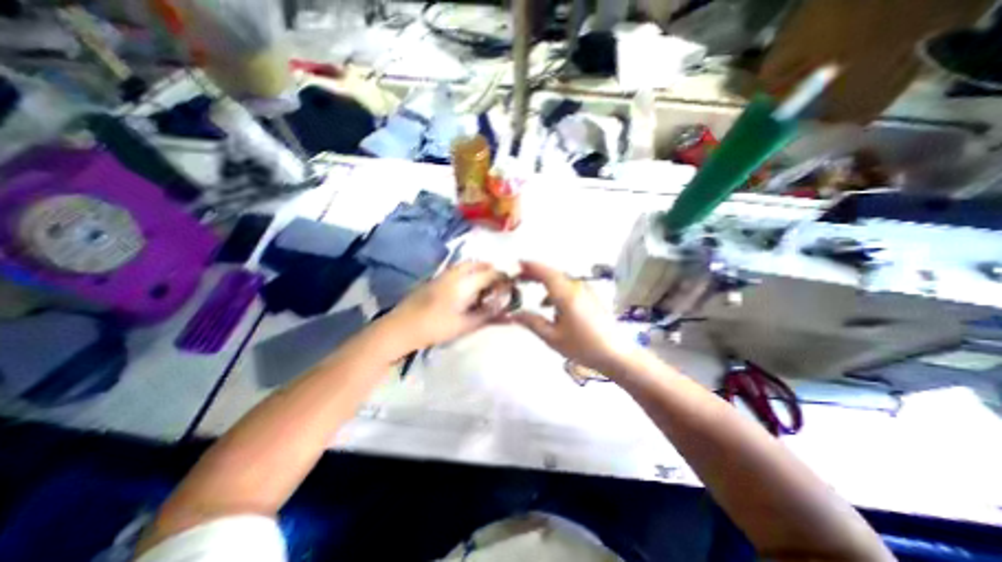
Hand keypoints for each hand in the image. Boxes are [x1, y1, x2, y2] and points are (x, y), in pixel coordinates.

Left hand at [386, 259, 505, 349]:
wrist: (400, 328)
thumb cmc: (435, 327)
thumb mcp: (464, 325)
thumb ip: (486, 316)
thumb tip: (506, 312)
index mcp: (462, 283)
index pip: (489, 273)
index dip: (502, 277)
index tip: (510, 284)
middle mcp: (453, 274)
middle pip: (476, 264)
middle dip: (489, 269)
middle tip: (498, 282)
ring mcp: (441, 276)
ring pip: (464, 266)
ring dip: (477, 270)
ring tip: (484, 285)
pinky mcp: (433, 281)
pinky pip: (455, 271)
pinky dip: (465, 274)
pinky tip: (466, 289)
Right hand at [509, 262, 632, 375]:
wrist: (616, 354)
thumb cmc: (583, 346)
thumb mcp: (552, 337)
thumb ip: (532, 322)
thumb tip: (513, 314)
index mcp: (566, 295)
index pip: (545, 272)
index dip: (530, 266)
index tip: (516, 265)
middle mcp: (576, 287)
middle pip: (552, 273)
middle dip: (534, 272)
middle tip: (518, 276)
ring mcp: (585, 291)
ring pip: (560, 279)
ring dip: (544, 280)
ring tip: (529, 286)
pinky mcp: (590, 297)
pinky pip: (568, 286)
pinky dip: (554, 289)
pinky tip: (548, 304)